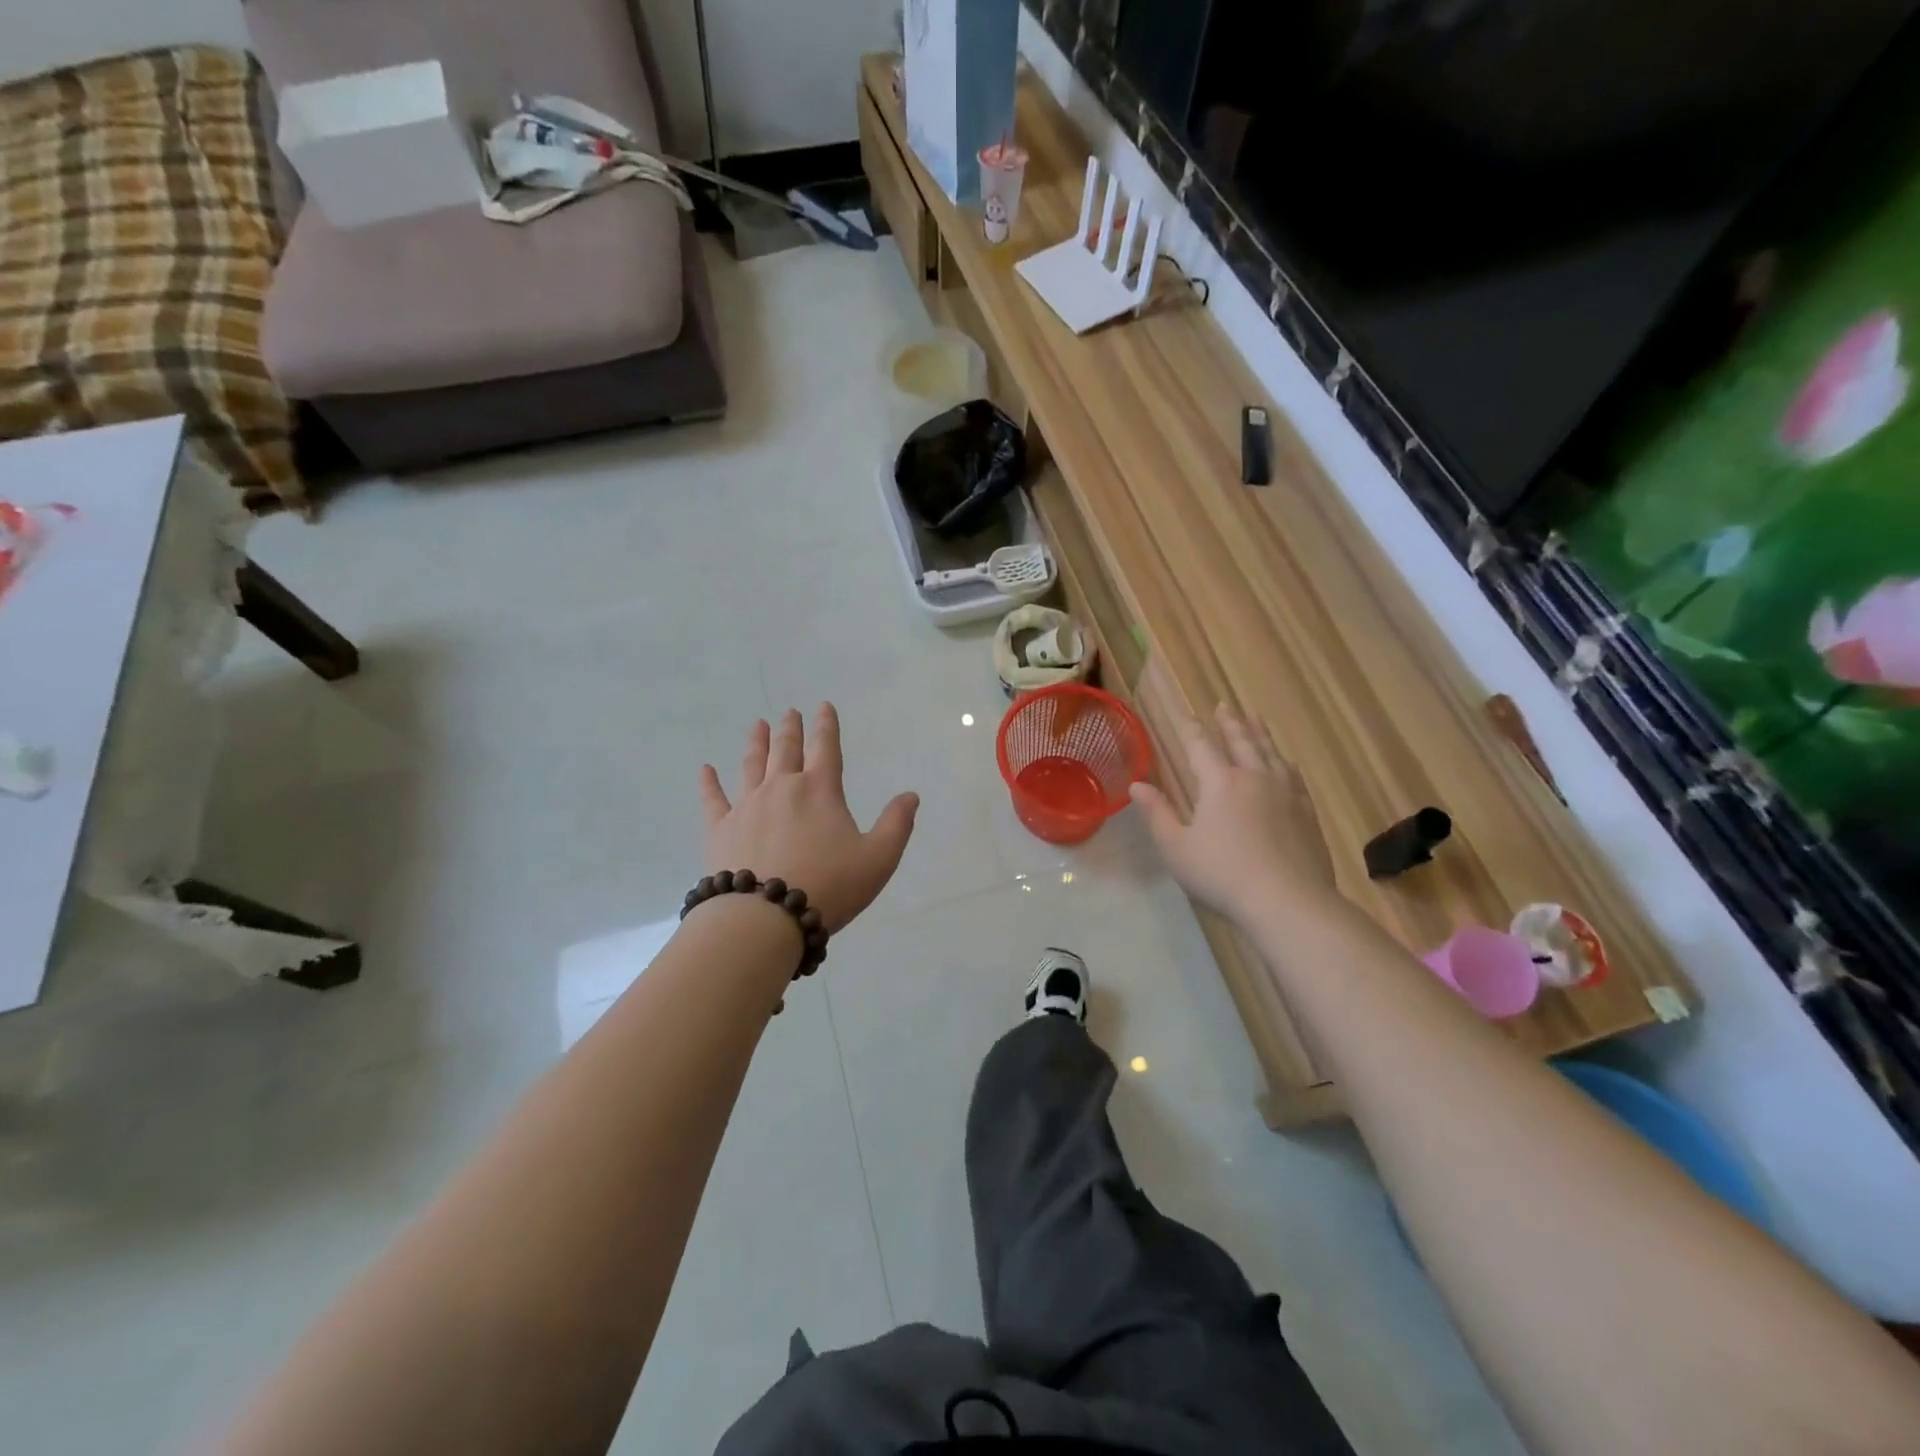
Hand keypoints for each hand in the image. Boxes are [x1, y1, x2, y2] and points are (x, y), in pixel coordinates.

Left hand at [699, 705, 918, 933]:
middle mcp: (782, 788)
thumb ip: (896, 825)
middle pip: (787, 750)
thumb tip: (910, 795)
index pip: (827, 749)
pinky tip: (704, 770)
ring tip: (757, 725)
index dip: (827, 726)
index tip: (824, 706)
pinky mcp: (720, 828)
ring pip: (751, 765)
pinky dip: (708, 783)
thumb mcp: (878, 859)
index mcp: (820, 791)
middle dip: (791, 729)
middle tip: (790, 712)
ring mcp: (747, 806)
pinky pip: (713, 799)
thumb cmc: (828, 886)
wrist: (764, 917)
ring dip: (756, 743)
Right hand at [1129, 703, 1337, 925]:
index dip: (1191, 729)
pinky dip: (1284, 761)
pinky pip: (1294, 775)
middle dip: (1230, 722)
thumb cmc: (1222, 875)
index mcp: (1220, 783)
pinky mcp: (1307, 811)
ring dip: (1260, 733)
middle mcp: (1254, 778)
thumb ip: (1157, 814)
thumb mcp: (1177, 848)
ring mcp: (1286, 793)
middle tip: (1225, 705)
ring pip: (1270, 752)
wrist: (1288, 902)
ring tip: (1255, 719)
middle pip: (1241, 741)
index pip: (1201, 747)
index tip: (1187, 714)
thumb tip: (1137, 785)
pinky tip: (1286, 763)